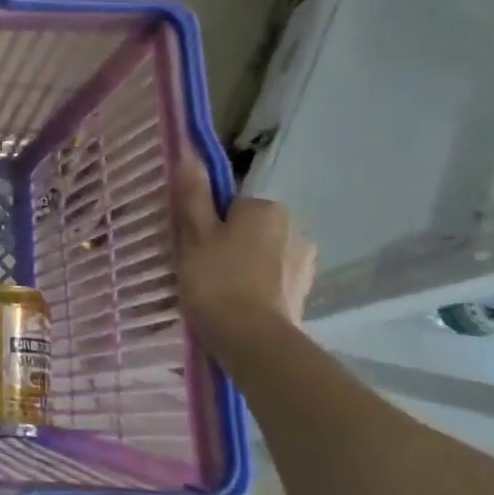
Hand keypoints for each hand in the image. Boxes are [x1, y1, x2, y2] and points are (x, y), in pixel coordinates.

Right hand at [173, 155, 314, 352]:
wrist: (252, 340)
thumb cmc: (217, 280)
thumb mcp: (194, 235)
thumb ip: (193, 196)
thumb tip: (189, 154)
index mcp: (267, 209)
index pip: (231, 206)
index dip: (208, 225)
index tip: (192, 247)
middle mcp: (295, 228)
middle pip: (249, 229)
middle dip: (228, 245)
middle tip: (200, 270)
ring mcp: (304, 263)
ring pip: (262, 255)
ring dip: (243, 267)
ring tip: (217, 293)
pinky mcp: (304, 293)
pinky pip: (272, 280)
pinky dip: (256, 288)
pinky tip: (237, 306)